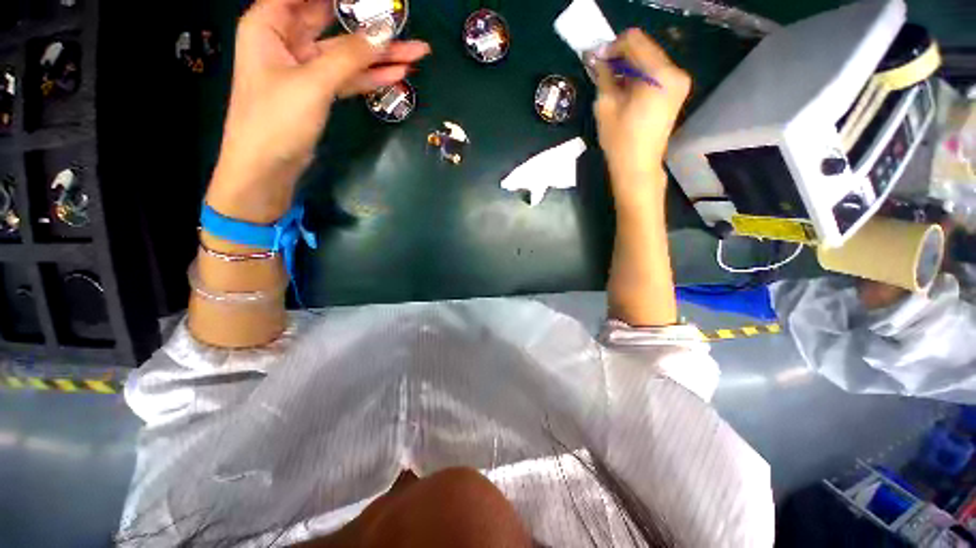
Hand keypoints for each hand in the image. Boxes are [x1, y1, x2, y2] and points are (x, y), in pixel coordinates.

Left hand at [209, 0, 429, 221]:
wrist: (267, 167)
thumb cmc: (276, 119)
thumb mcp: (313, 83)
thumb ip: (349, 57)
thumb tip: (384, 34)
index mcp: (269, 23)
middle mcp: (286, 39)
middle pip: (333, 23)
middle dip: (368, 25)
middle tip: (402, 23)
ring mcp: (305, 67)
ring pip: (347, 54)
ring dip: (379, 56)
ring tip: (416, 53)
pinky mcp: (319, 92)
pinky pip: (349, 78)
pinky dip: (371, 77)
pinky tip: (397, 75)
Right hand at [594, 29, 690, 195]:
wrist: (637, 168)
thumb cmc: (620, 141)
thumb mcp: (606, 106)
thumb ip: (603, 76)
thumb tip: (598, 58)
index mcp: (660, 74)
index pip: (635, 41)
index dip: (613, 47)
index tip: (598, 61)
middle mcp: (676, 72)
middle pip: (645, 48)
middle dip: (622, 57)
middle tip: (602, 72)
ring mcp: (679, 83)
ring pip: (650, 60)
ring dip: (629, 67)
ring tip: (612, 85)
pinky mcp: (676, 93)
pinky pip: (656, 74)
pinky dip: (639, 77)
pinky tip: (626, 91)